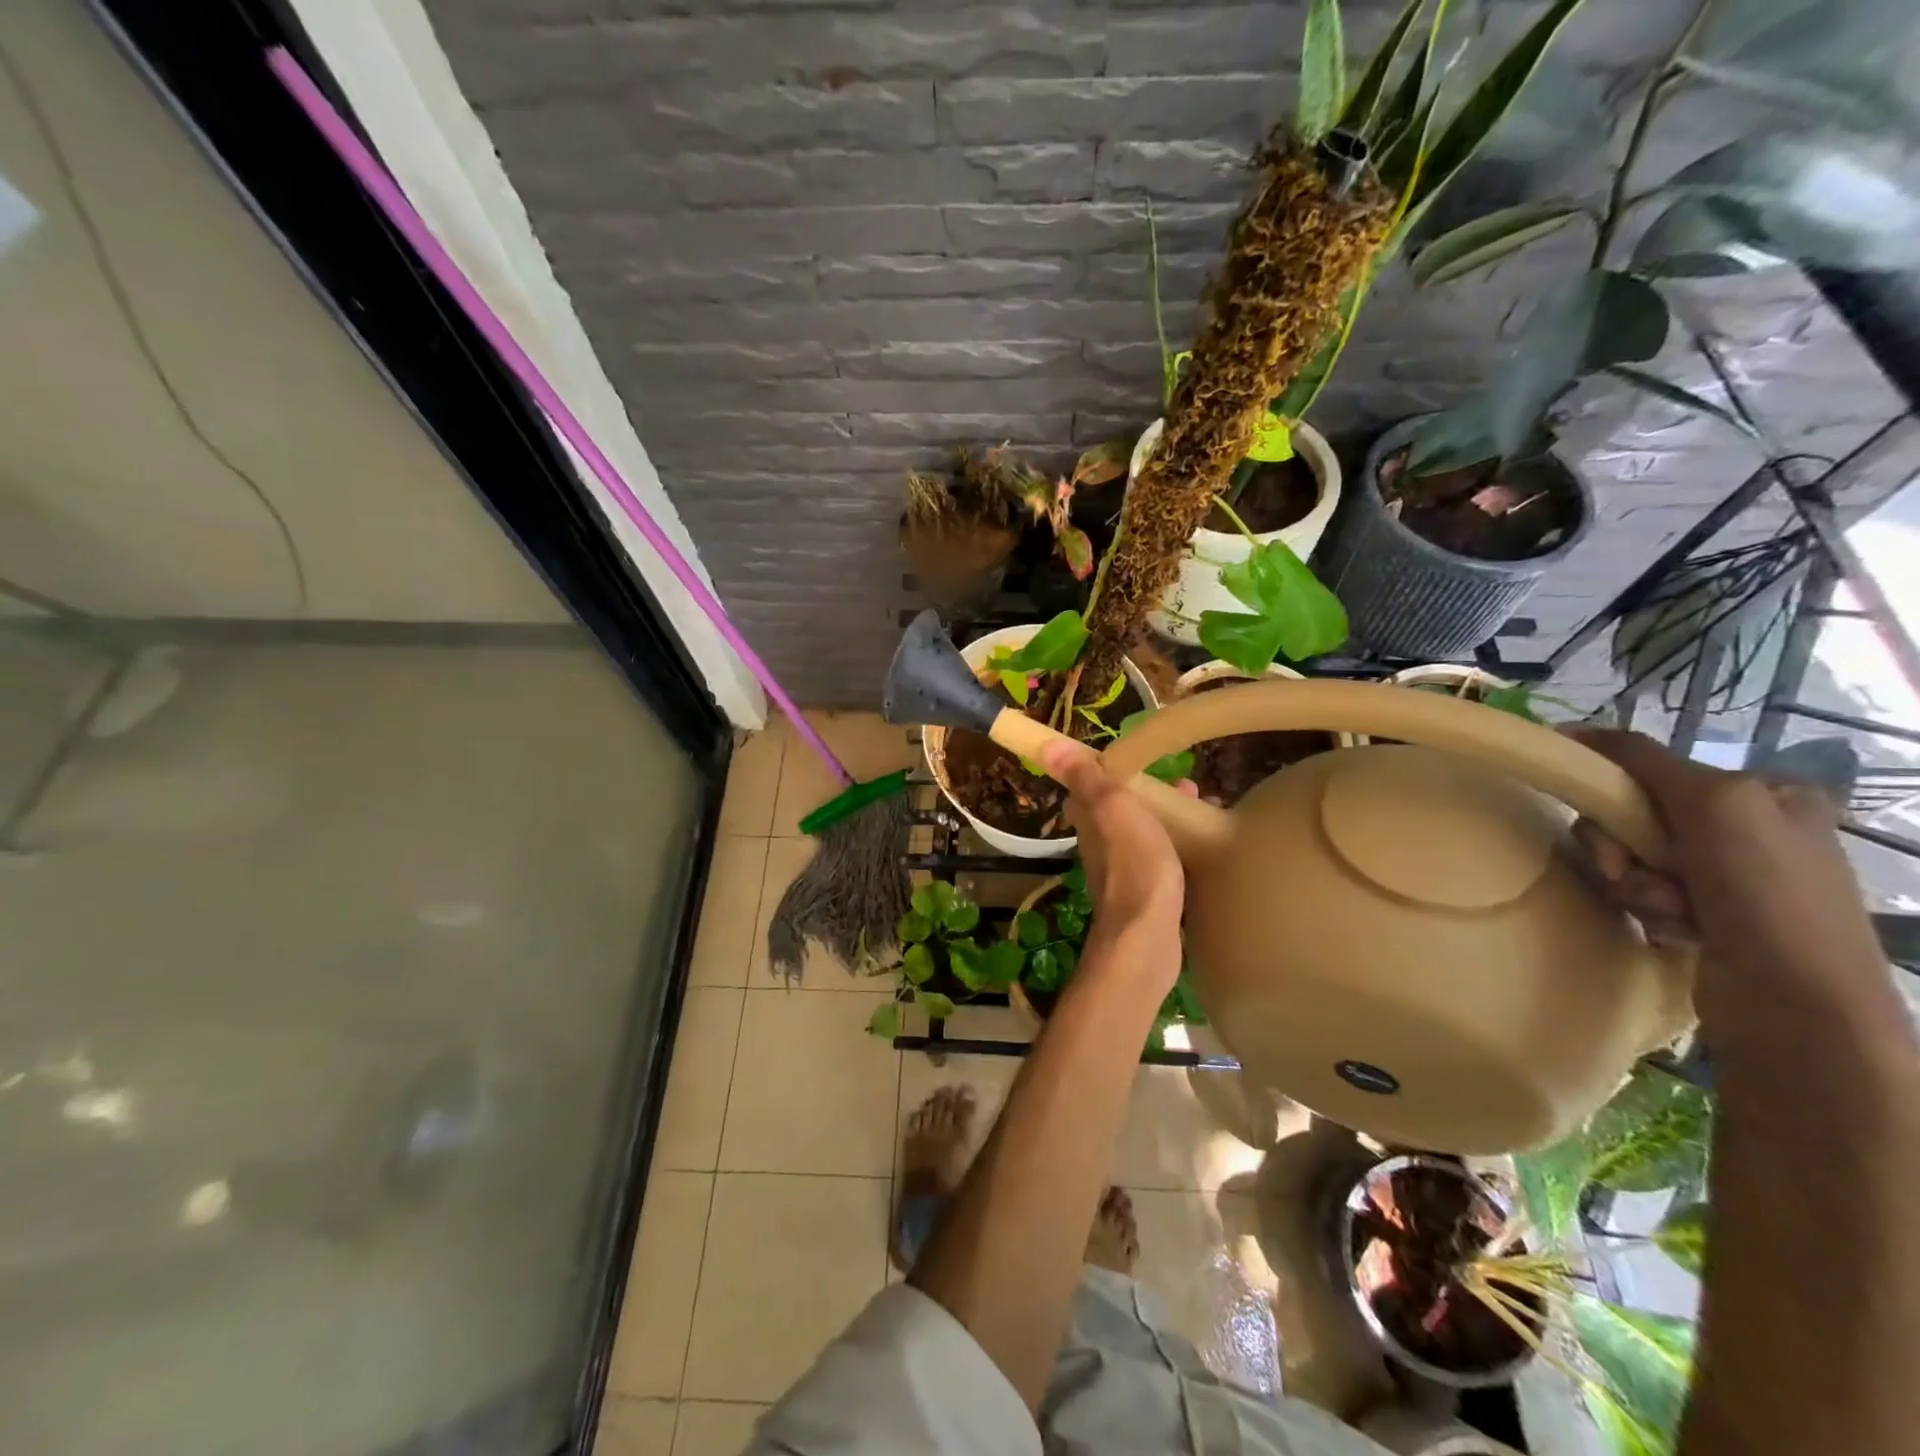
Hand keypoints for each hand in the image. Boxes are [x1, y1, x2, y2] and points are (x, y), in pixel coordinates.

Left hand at [1040, 738, 1187, 989]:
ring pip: (1143, 834)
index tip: (1143, 760)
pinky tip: (1203, 848)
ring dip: (1169, 819)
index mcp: (1090, 821)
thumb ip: (1085, 778)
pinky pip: (1161, 860)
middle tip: (1189, 787)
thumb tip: (1045, 745)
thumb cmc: (1134, 865)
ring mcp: (1121, 872)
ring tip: (1205, 809)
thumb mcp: (1113, 809)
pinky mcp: (1145, 896)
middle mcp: (1100, 846)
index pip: (1090, 787)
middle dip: (1152, 794)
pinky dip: (1179, 847)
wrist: (1147, 936)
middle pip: (1122, 810)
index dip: (1114, 771)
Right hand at [1566, 727, 1883, 1015]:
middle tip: (1632, 871)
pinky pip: (1641, 895)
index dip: (1616, 788)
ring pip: (1631, 859)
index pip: (1656, 772)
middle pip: (1635, 817)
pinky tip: (1678, 930)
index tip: (1590, 804)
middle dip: (1623, 846)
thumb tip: (1572, 729)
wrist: (1796, 1003)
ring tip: (1669, 910)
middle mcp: (1751, 833)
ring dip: (1634, 883)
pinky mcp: (1707, 919)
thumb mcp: (1713, 801)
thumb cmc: (1765, 891)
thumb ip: (1645, 761)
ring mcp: (1729, 879)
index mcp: (1766, 796)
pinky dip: (1648, 909)